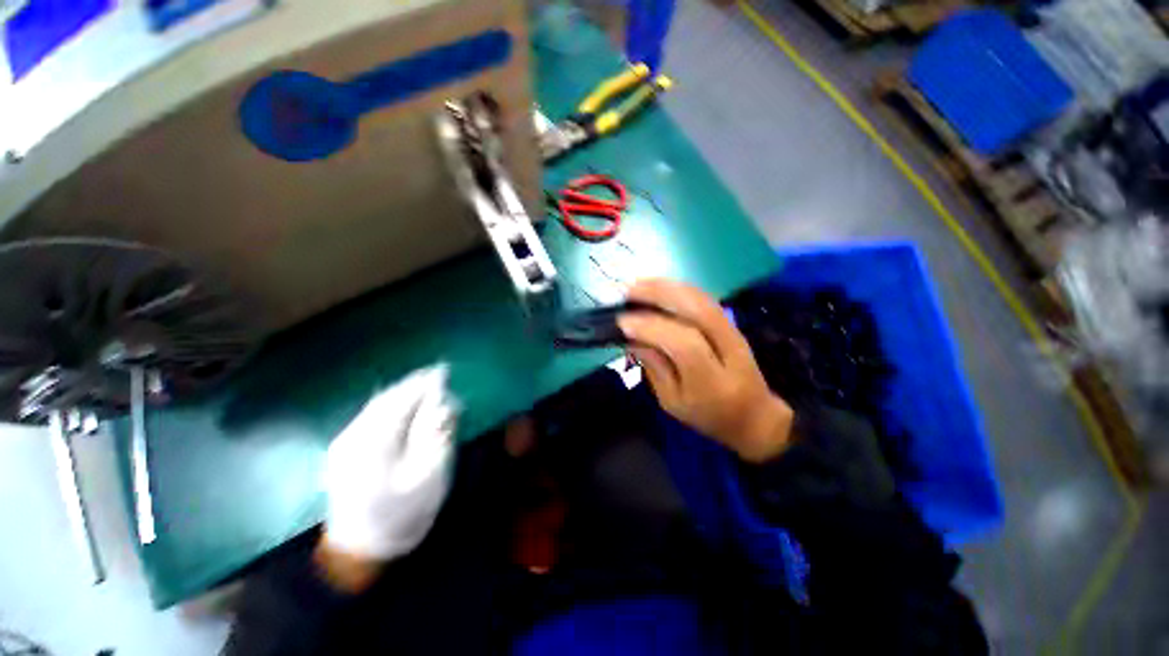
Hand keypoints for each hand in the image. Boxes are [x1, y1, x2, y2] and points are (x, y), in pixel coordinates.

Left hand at [320, 364, 456, 586]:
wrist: (362, 550)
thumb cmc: (404, 515)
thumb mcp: (431, 475)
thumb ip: (437, 435)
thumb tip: (445, 403)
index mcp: (375, 445)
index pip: (403, 401)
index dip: (424, 383)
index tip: (444, 370)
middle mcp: (353, 437)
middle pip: (386, 398)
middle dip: (413, 383)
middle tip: (437, 373)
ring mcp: (343, 442)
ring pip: (375, 404)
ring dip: (401, 391)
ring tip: (424, 383)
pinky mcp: (342, 448)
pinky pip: (369, 414)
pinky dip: (390, 403)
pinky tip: (403, 403)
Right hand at [618, 279, 793, 462]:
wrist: (755, 415)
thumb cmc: (708, 416)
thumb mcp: (672, 401)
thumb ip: (654, 368)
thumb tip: (631, 338)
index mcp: (713, 381)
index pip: (684, 344)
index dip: (651, 328)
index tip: (622, 321)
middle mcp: (728, 350)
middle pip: (697, 311)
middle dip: (659, 295)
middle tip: (626, 291)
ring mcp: (733, 332)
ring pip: (701, 298)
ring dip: (666, 286)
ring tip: (637, 284)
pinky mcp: (731, 323)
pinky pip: (703, 297)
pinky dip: (678, 287)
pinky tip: (657, 286)